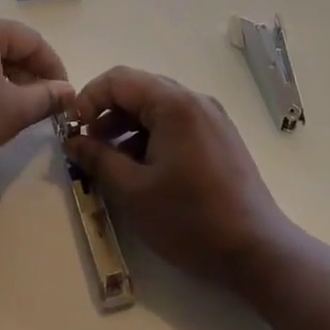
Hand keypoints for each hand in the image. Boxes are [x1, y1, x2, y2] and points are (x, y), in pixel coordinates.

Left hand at [0, 12, 72, 187]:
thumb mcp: (13, 111)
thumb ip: (47, 97)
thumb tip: (68, 92)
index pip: (31, 41)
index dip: (54, 69)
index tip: (65, 97)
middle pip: (6, 46)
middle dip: (29, 75)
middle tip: (45, 106)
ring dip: (6, 81)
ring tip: (18, 111)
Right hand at [63, 67, 293, 291]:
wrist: (256, 250)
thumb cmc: (190, 219)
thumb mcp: (133, 191)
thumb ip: (98, 159)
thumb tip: (73, 141)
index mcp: (174, 105)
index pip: (119, 79)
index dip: (89, 98)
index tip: (73, 130)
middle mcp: (196, 101)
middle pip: (140, 89)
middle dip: (107, 112)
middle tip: (88, 145)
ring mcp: (212, 119)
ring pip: (158, 107)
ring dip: (128, 126)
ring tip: (111, 162)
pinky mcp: (221, 138)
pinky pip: (177, 123)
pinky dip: (152, 136)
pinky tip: (142, 169)